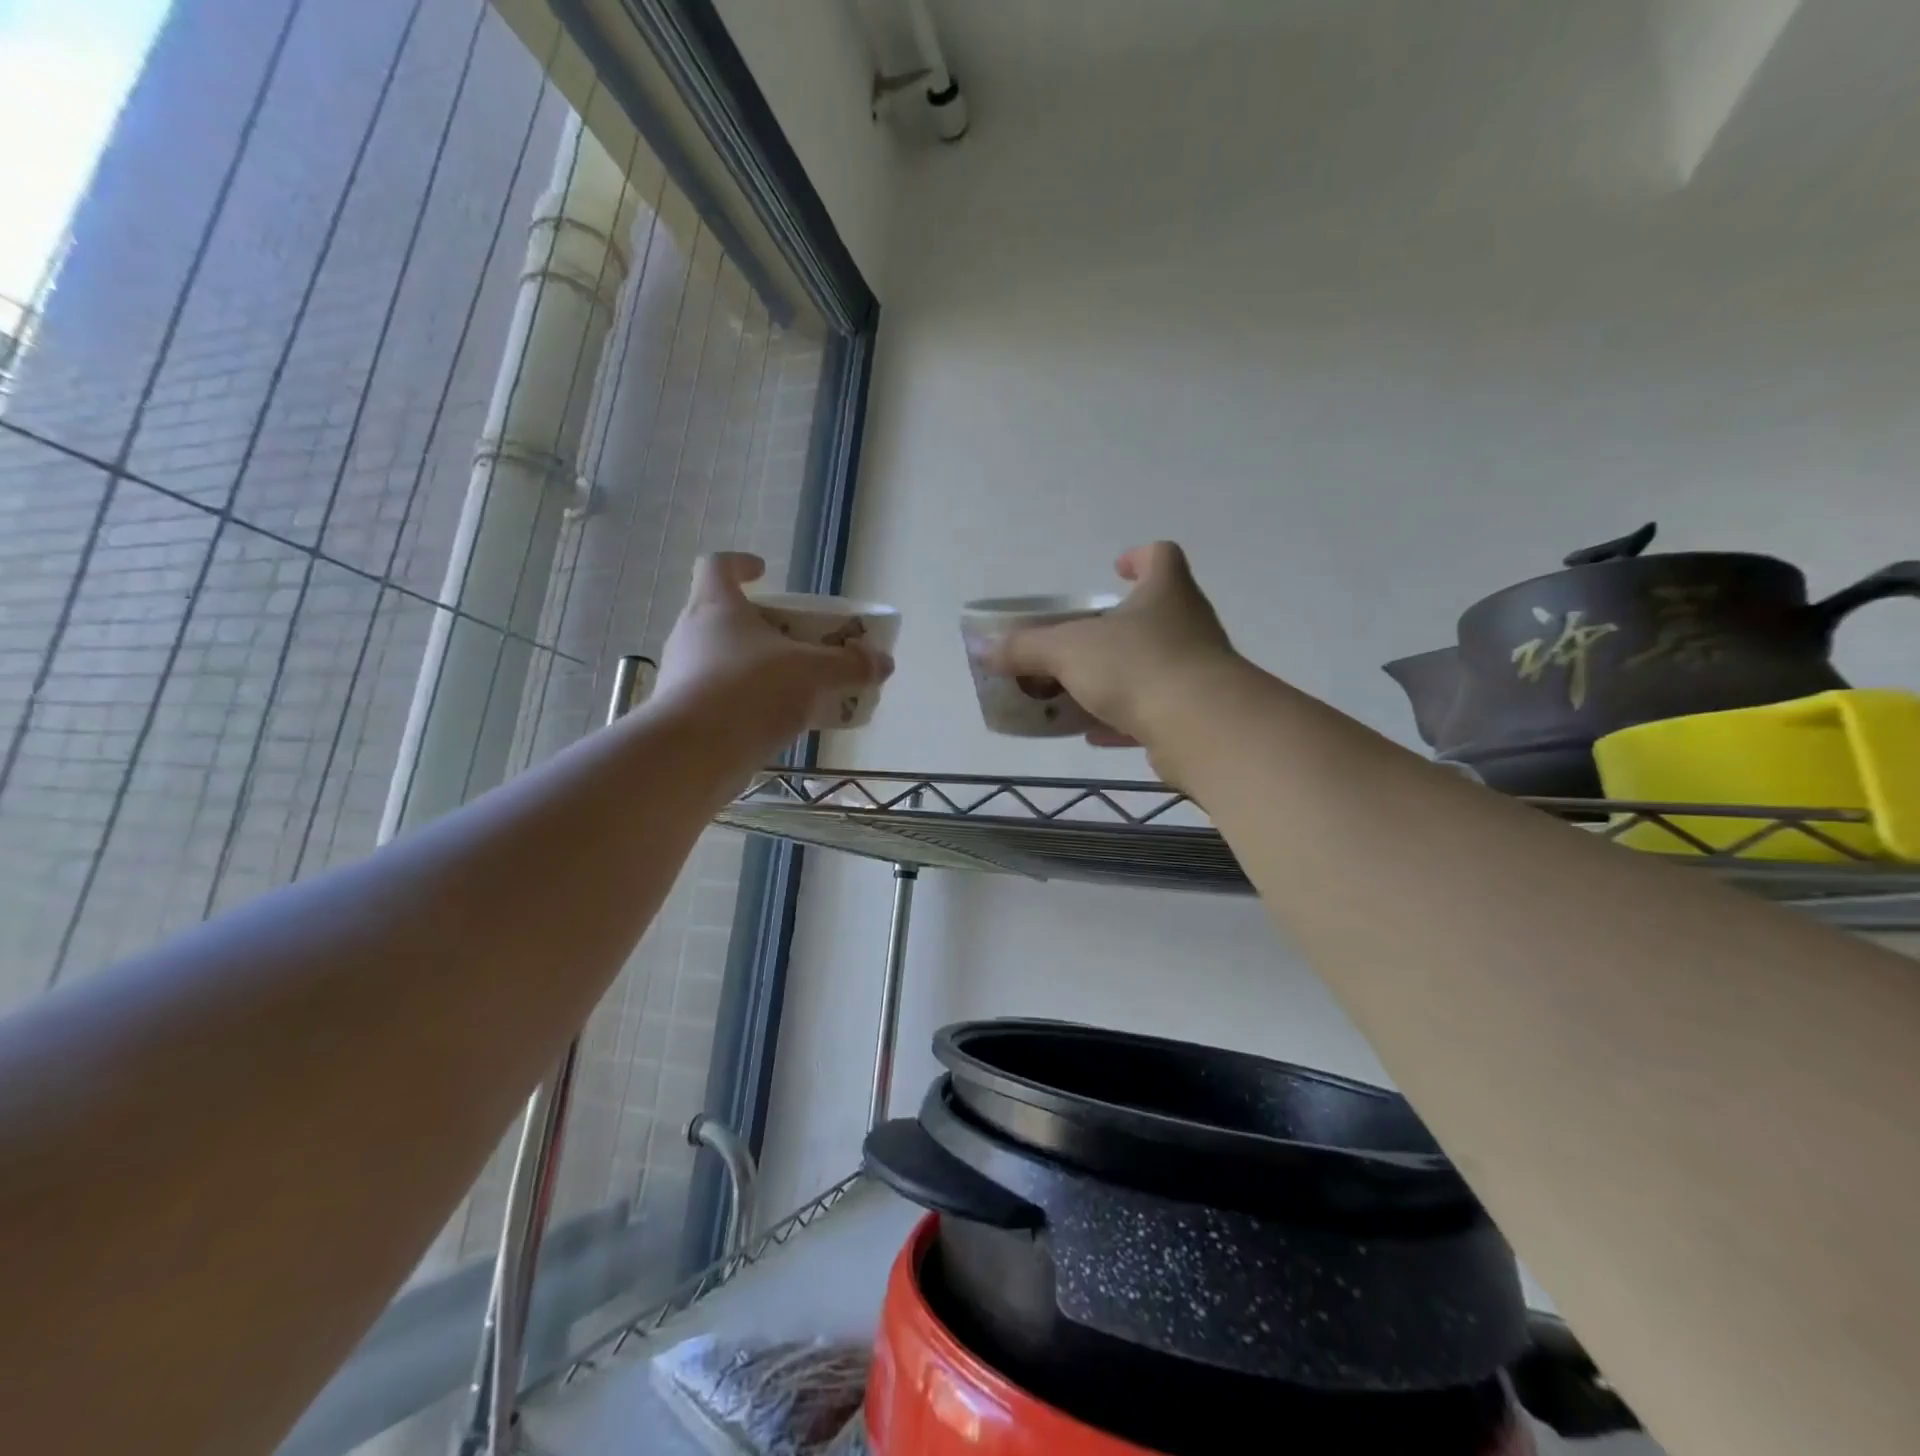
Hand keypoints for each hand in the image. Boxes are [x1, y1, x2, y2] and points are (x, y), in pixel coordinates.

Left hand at [653, 553, 891, 755]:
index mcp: (716, 606)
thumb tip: (883, 662)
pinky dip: (748, 704)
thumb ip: (849, 665)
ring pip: (722, 661)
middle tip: (797, 642)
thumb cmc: (750, 690)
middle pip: (724, 617)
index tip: (763, 573)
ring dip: (756, 668)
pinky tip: (777, 724)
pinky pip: (720, 699)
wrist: (692, 756)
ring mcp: (682, 677)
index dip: (740, 564)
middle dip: (762, 627)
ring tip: (796, 688)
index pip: (717, 565)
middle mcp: (691, 635)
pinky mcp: (683, 716)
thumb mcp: (812, 673)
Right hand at [992, 542, 1240, 761]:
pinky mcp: (1196, 715)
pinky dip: (1124, 720)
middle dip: (1115, 628)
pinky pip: (1154, 711)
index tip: (1116, 569)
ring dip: (1117, 677)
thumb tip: (986, 649)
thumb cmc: (1135, 666)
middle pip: (1154, 615)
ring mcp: (1197, 672)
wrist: (1201, 727)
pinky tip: (1094, 734)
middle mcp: (1188, 626)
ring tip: (1077, 690)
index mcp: (1165, 593)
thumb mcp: (1067, 650)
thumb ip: (1026, 648)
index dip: (1139, 557)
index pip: (1161, 556)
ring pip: (1152, 667)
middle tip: (1078, 641)